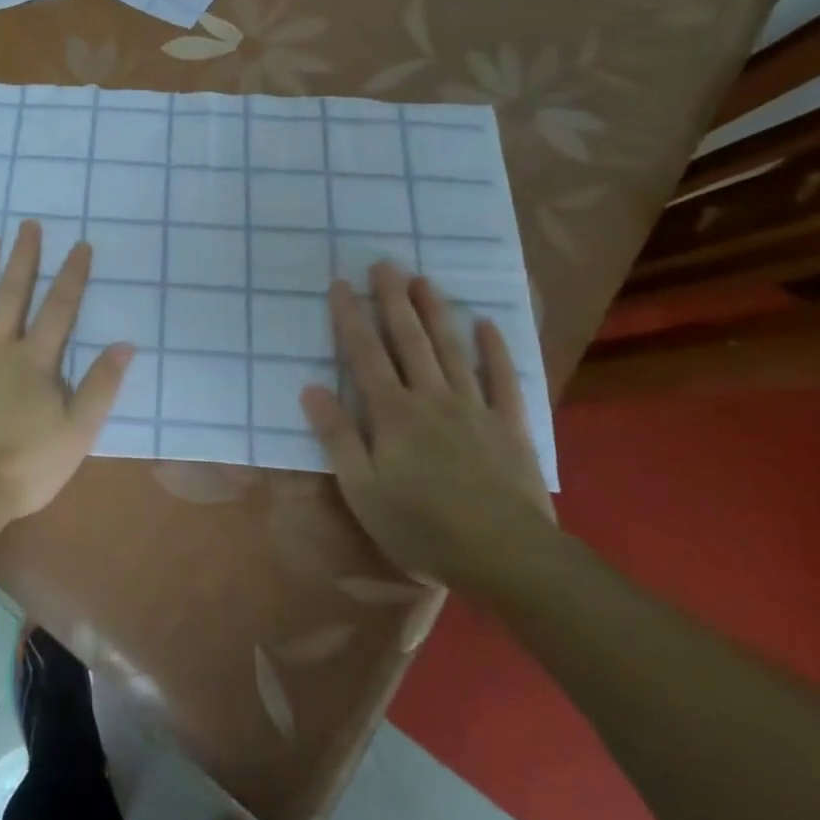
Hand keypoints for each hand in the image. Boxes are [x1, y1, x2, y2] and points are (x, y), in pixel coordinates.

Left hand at [0, 220, 132, 524]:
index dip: (72, 275)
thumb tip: (125, 345)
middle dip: (24, 257)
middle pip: (13, 294)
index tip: (80, 244)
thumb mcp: (78, 433)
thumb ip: (101, 387)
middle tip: (28, 224)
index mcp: (35, 362)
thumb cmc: (24, 466)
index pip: (59, 309)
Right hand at [301, 260, 556, 596]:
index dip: (351, 317)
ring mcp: (474, 408)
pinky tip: (487, 324)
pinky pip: (503, 379)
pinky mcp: (509, 426)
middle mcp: (432, 398)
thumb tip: (311, 389)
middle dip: (393, 300)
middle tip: (384, 263)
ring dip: (435, 312)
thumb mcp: (362, 489)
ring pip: (451, 350)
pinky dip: (495, 350)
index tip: (341, 284)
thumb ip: (338, 436)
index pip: (365, 354)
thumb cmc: (421, 526)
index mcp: (392, 414)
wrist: (505, 556)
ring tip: (423, 279)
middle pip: (409, 340)